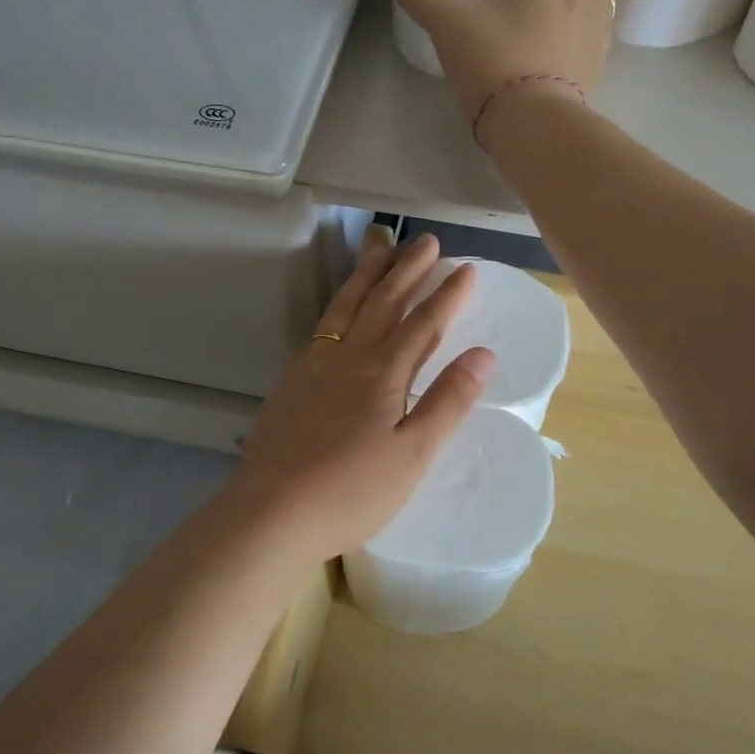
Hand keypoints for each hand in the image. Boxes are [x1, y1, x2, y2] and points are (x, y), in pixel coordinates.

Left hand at [228, 229, 492, 563]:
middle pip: (383, 303)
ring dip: (368, 276)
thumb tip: (484, 354)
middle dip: (407, 270)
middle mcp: (348, 358)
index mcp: (383, 373)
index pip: (423, 324)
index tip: (465, 269)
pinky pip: (321, 328)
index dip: (447, 295)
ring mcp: (314, 367)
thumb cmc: (352, 491)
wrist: (271, 512)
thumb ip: (447, 401)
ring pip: (346, 307)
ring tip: (380, 248)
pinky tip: (339, 311)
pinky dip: (338, 306)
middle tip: (426, 241)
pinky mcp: (291, 383)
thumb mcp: (413, 453)